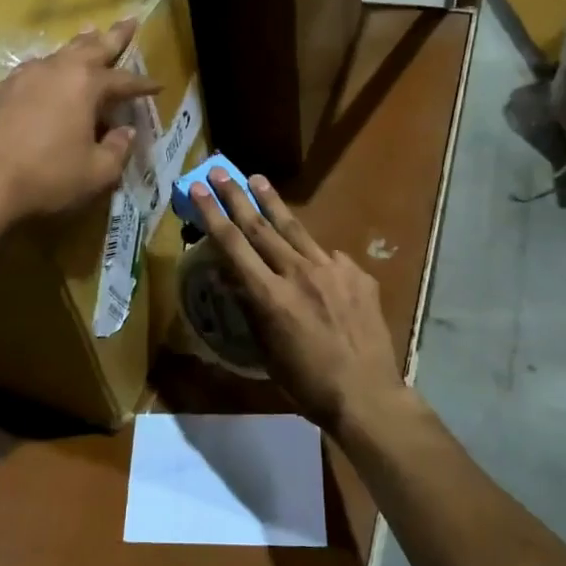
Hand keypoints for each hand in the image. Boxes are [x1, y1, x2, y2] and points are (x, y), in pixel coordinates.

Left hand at [0, 20, 158, 227]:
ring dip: (78, 45)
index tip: (158, 86)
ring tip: (89, 33)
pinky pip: (33, 72)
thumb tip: (126, 132)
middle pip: (90, 47)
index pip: (123, 80)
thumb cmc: (47, 178)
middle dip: (113, 36)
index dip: (142, 85)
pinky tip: (47, 74)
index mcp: (84, 85)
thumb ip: (117, 150)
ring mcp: (22, 78)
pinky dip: (49, 68)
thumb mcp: (96, 172)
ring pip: (58, 54)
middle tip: (129, 21)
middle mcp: (54, 71)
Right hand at [190, 171, 407, 436]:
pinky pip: (329, 256)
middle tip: (220, 171)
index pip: (234, 245)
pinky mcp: (357, 274)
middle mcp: (298, 273)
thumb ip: (252, 310)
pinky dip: (314, 253)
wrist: (367, 394)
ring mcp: (332, 270)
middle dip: (236, 196)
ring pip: (295, 229)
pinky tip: (312, 257)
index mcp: (270, 296)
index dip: (213, 214)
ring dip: (273, 204)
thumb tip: (234, 280)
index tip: (198, 188)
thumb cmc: (307, 383)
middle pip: (261, 227)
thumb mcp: (267, 352)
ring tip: (257, 180)